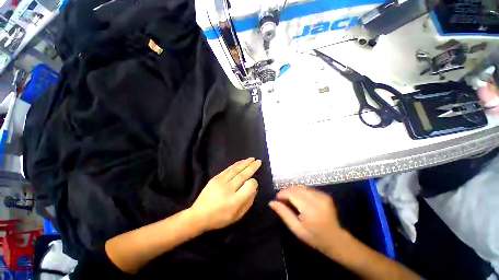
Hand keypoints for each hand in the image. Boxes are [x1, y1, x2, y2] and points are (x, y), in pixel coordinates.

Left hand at [189, 158, 260, 231]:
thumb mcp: (238, 216)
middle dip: (252, 167)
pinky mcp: (215, 178)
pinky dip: (236, 164)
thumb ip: (248, 202)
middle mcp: (228, 189)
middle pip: (243, 175)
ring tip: (252, 159)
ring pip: (236, 170)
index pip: (249, 186)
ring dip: (245, 163)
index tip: (255, 182)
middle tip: (259, 161)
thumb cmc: (220, 218)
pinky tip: (241, 161)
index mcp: (235, 201)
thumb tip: (254, 188)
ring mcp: (220, 182)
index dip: (254, 182)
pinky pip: (228, 169)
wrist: (199, 215)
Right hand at [269, 187, 345, 256]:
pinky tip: (300, 200)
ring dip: (294, 191)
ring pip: (302, 187)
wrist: (337, 240)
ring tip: (290, 200)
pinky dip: (301, 192)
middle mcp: (316, 199)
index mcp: (309, 209)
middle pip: (296, 188)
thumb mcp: (296, 229)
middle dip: (287, 191)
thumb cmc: (315, 238)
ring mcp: (322, 196)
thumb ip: (284, 213)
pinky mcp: (325, 195)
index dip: (282, 193)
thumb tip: (272, 202)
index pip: (291, 194)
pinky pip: (308, 189)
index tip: (277, 198)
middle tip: (283, 200)